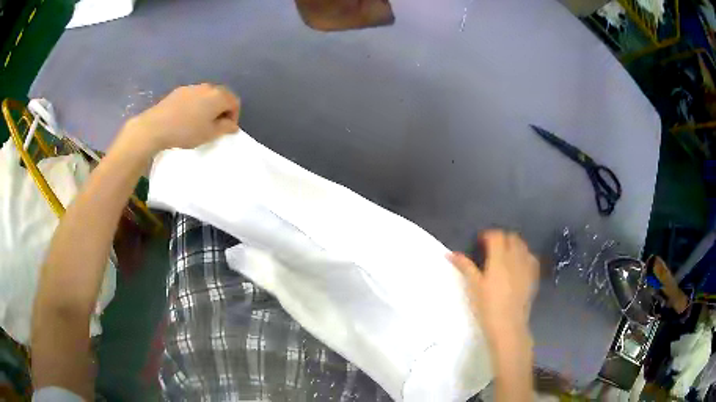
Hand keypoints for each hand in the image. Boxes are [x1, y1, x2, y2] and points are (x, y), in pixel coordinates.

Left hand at [124, 84, 240, 153]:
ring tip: (199, 122)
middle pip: (221, 96)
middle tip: (214, 126)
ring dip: (208, 106)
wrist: (156, 126)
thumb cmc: (186, 131)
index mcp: (219, 96)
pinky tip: (186, 117)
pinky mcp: (179, 90)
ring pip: (207, 95)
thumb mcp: (209, 134)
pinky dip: (195, 104)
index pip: (235, 102)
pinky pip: (194, 96)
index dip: (234, 116)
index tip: (226, 129)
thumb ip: (225, 128)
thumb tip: (232, 124)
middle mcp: (208, 87)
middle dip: (221, 110)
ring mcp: (192, 87)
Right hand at [449, 230, 539, 343]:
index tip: (480, 243)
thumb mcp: (474, 286)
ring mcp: (527, 266)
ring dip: (513, 245)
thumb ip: (465, 267)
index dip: (488, 235)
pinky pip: (531, 257)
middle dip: (501, 238)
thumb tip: (450, 253)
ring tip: (504, 256)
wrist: (508, 325)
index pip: (496, 236)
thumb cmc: (487, 306)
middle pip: (511, 237)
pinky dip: (524, 255)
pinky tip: (517, 265)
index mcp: (499, 258)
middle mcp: (515, 258)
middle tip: (491, 249)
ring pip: (522, 245)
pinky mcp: (533, 276)